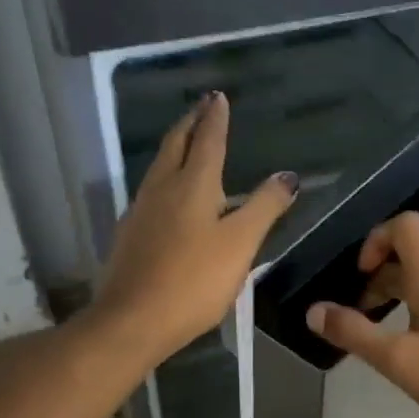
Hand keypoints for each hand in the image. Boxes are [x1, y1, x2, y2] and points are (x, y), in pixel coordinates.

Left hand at [93, 92, 298, 364]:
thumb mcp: (240, 244)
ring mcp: (141, 210)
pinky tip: (169, 191)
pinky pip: (151, 190)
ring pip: (159, 165)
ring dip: (176, 146)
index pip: (208, 140)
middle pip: (176, 144)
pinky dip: (165, 175)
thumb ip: (264, 207)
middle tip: (202, 106)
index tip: (218, 97)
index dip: (215, 118)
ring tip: (188, 140)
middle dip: (191, 122)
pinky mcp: (130, 234)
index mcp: (192, 184)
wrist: (131, 320)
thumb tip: (287, 176)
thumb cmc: (193, 280)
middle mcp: (162, 188)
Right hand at [304, 212, 418, 417]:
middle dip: (381, 282)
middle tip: (363, 320)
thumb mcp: (401, 363)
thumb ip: (356, 334)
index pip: (407, 226)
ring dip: (403, 302)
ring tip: (391, 342)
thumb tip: (314, 310)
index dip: (376, 239)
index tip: (362, 275)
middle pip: (414, 261)